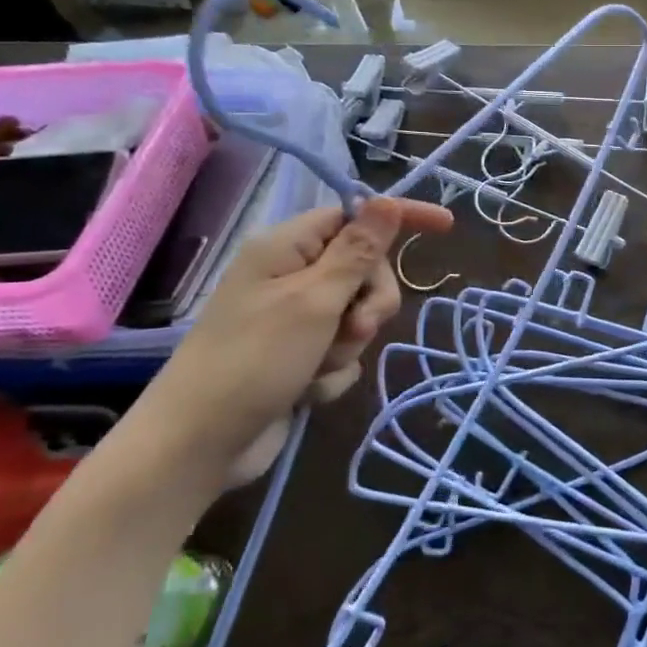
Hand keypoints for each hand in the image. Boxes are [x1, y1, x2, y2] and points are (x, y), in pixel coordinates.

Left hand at [146, 197, 452, 467]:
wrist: (199, 446)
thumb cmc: (254, 361)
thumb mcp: (315, 301)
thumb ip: (357, 252)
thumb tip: (386, 201)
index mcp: (288, 248)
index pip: (355, 215)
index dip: (399, 218)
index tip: (447, 226)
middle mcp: (292, 277)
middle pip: (364, 270)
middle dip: (369, 303)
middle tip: (354, 328)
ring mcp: (295, 320)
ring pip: (357, 316)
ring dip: (348, 345)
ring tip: (315, 367)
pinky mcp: (299, 357)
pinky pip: (342, 352)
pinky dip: (333, 373)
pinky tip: (306, 391)